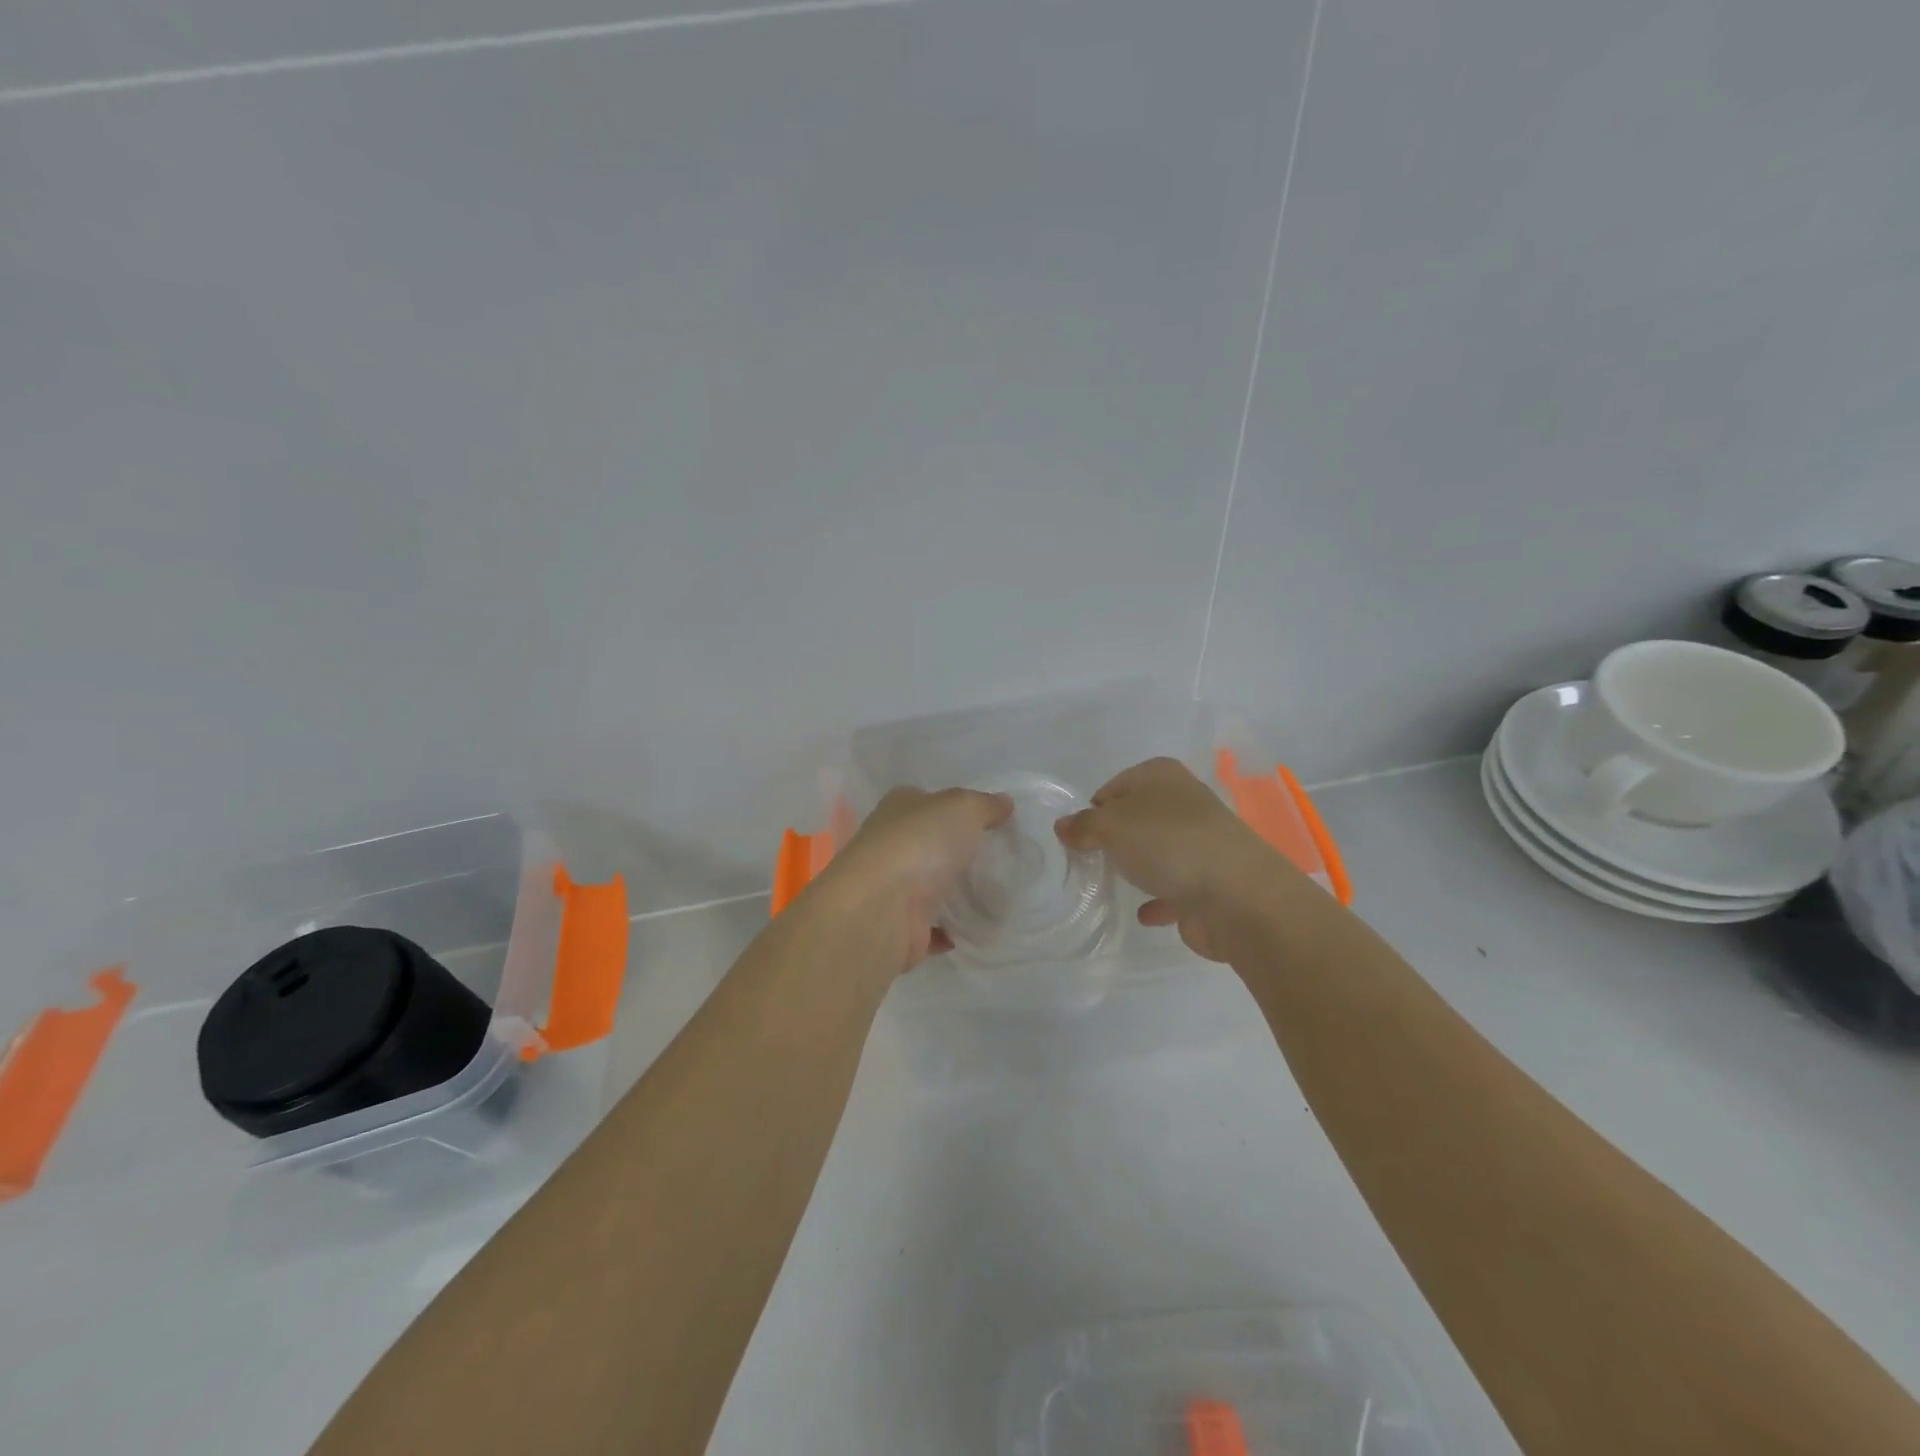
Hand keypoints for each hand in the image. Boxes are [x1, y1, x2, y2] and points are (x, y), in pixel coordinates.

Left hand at [812, 786, 1014, 971]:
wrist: (881, 909)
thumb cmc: (920, 843)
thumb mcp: (962, 808)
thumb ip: (985, 805)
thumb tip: (1004, 803)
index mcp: (898, 808)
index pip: (927, 802)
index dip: (954, 808)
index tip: (987, 821)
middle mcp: (889, 845)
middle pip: (929, 845)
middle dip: (958, 853)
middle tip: (999, 860)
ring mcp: (892, 889)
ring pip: (929, 887)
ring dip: (954, 893)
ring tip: (996, 895)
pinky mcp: (900, 928)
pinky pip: (931, 928)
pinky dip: (950, 930)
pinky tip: (977, 928)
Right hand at [1054, 757, 1288, 961]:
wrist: (1237, 897)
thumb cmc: (1168, 845)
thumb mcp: (1111, 826)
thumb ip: (1083, 826)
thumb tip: (1062, 825)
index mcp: (1162, 776)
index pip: (1114, 786)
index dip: (1093, 810)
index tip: (1078, 837)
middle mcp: (1183, 803)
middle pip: (1136, 818)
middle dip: (1114, 839)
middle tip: (1090, 861)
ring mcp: (1199, 843)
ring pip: (1157, 852)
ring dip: (1137, 867)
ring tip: (1111, 886)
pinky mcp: (1208, 883)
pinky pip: (1174, 889)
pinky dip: (1159, 899)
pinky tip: (1144, 914)